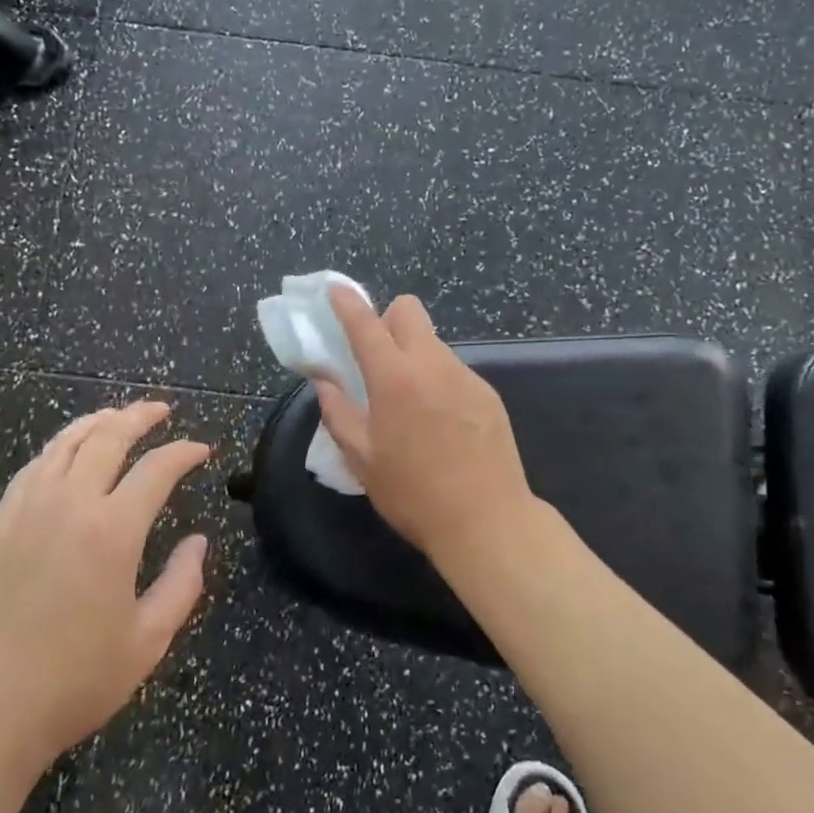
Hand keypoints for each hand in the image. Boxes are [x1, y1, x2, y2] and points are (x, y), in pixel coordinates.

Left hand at [0, 402, 210, 773]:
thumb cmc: (73, 681)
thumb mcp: (148, 641)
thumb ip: (182, 584)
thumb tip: (197, 542)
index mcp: (112, 531)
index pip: (156, 469)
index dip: (184, 452)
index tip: (202, 450)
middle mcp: (69, 505)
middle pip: (108, 437)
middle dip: (139, 417)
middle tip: (162, 411)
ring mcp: (28, 511)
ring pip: (65, 443)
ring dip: (96, 421)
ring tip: (117, 415)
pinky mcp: (0, 526)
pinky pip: (33, 467)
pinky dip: (58, 447)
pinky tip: (66, 452)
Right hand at [313, 288, 536, 565]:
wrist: (487, 521)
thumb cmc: (413, 494)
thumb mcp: (361, 459)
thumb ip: (338, 412)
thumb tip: (324, 380)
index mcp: (395, 379)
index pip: (366, 324)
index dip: (347, 303)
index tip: (336, 291)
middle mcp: (432, 365)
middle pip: (409, 311)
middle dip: (387, 319)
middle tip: (377, 357)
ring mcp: (466, 376)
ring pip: (432, 342)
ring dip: (413, 354)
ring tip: (410, 403)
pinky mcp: (488, 393)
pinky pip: (454, 370)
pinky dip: (438, 379)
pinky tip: (440, 422)